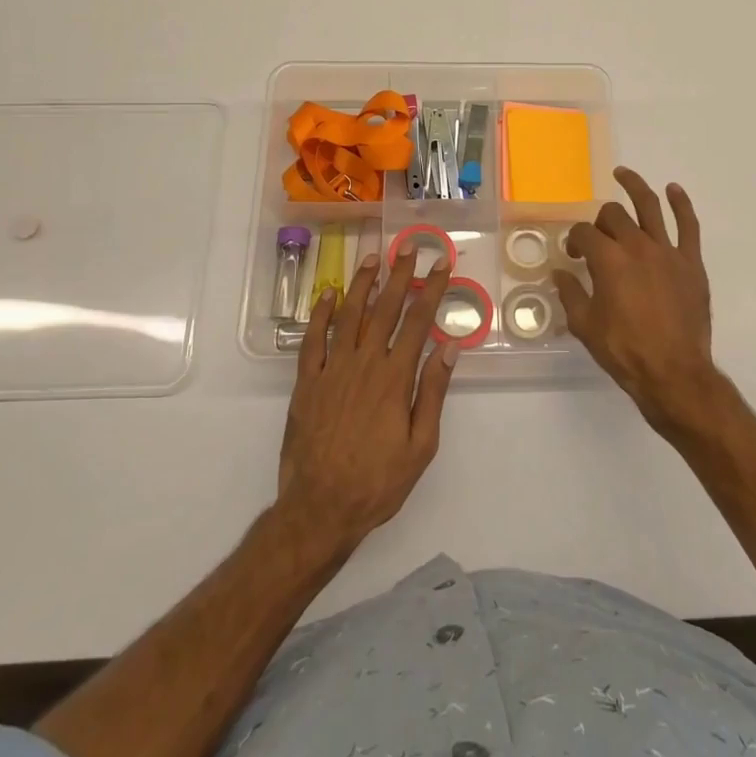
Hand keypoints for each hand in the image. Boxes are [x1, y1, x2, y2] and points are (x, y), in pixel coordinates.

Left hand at [277, 248, 456, 553]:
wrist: (320, 508)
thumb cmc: (378, 481)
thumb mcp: (421, 445)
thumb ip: (433, 392)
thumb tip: (449, 346)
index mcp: (394, 378)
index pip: (418, 322)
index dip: (431, 290)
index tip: (441, 264)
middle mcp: (364, 364)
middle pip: (385, 310)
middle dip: (400, 276)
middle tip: (410, 248)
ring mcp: (331, 370)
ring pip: (348, 316)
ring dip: (362, 284)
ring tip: (374, 258)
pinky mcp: (306, 382)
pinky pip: (313, 340)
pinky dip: (320, 314)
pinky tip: (328, 294)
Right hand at [555, 168, 725, 435]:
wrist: (673, 372)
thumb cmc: (624, 351)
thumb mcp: (585, 325)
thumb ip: (570, 294)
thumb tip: (559, 273)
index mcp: (608, 260)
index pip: (584, 234)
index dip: (575, 240)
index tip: (574, 255)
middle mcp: (636, 246)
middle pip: (613, 216)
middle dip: (599, 221)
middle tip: (597, 239)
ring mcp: (667, 251)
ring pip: (649, 207)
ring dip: (635, 186)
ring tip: (623, 174)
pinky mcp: (691, 262)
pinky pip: (688, 225)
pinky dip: (681, 204)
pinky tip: (673, 190)